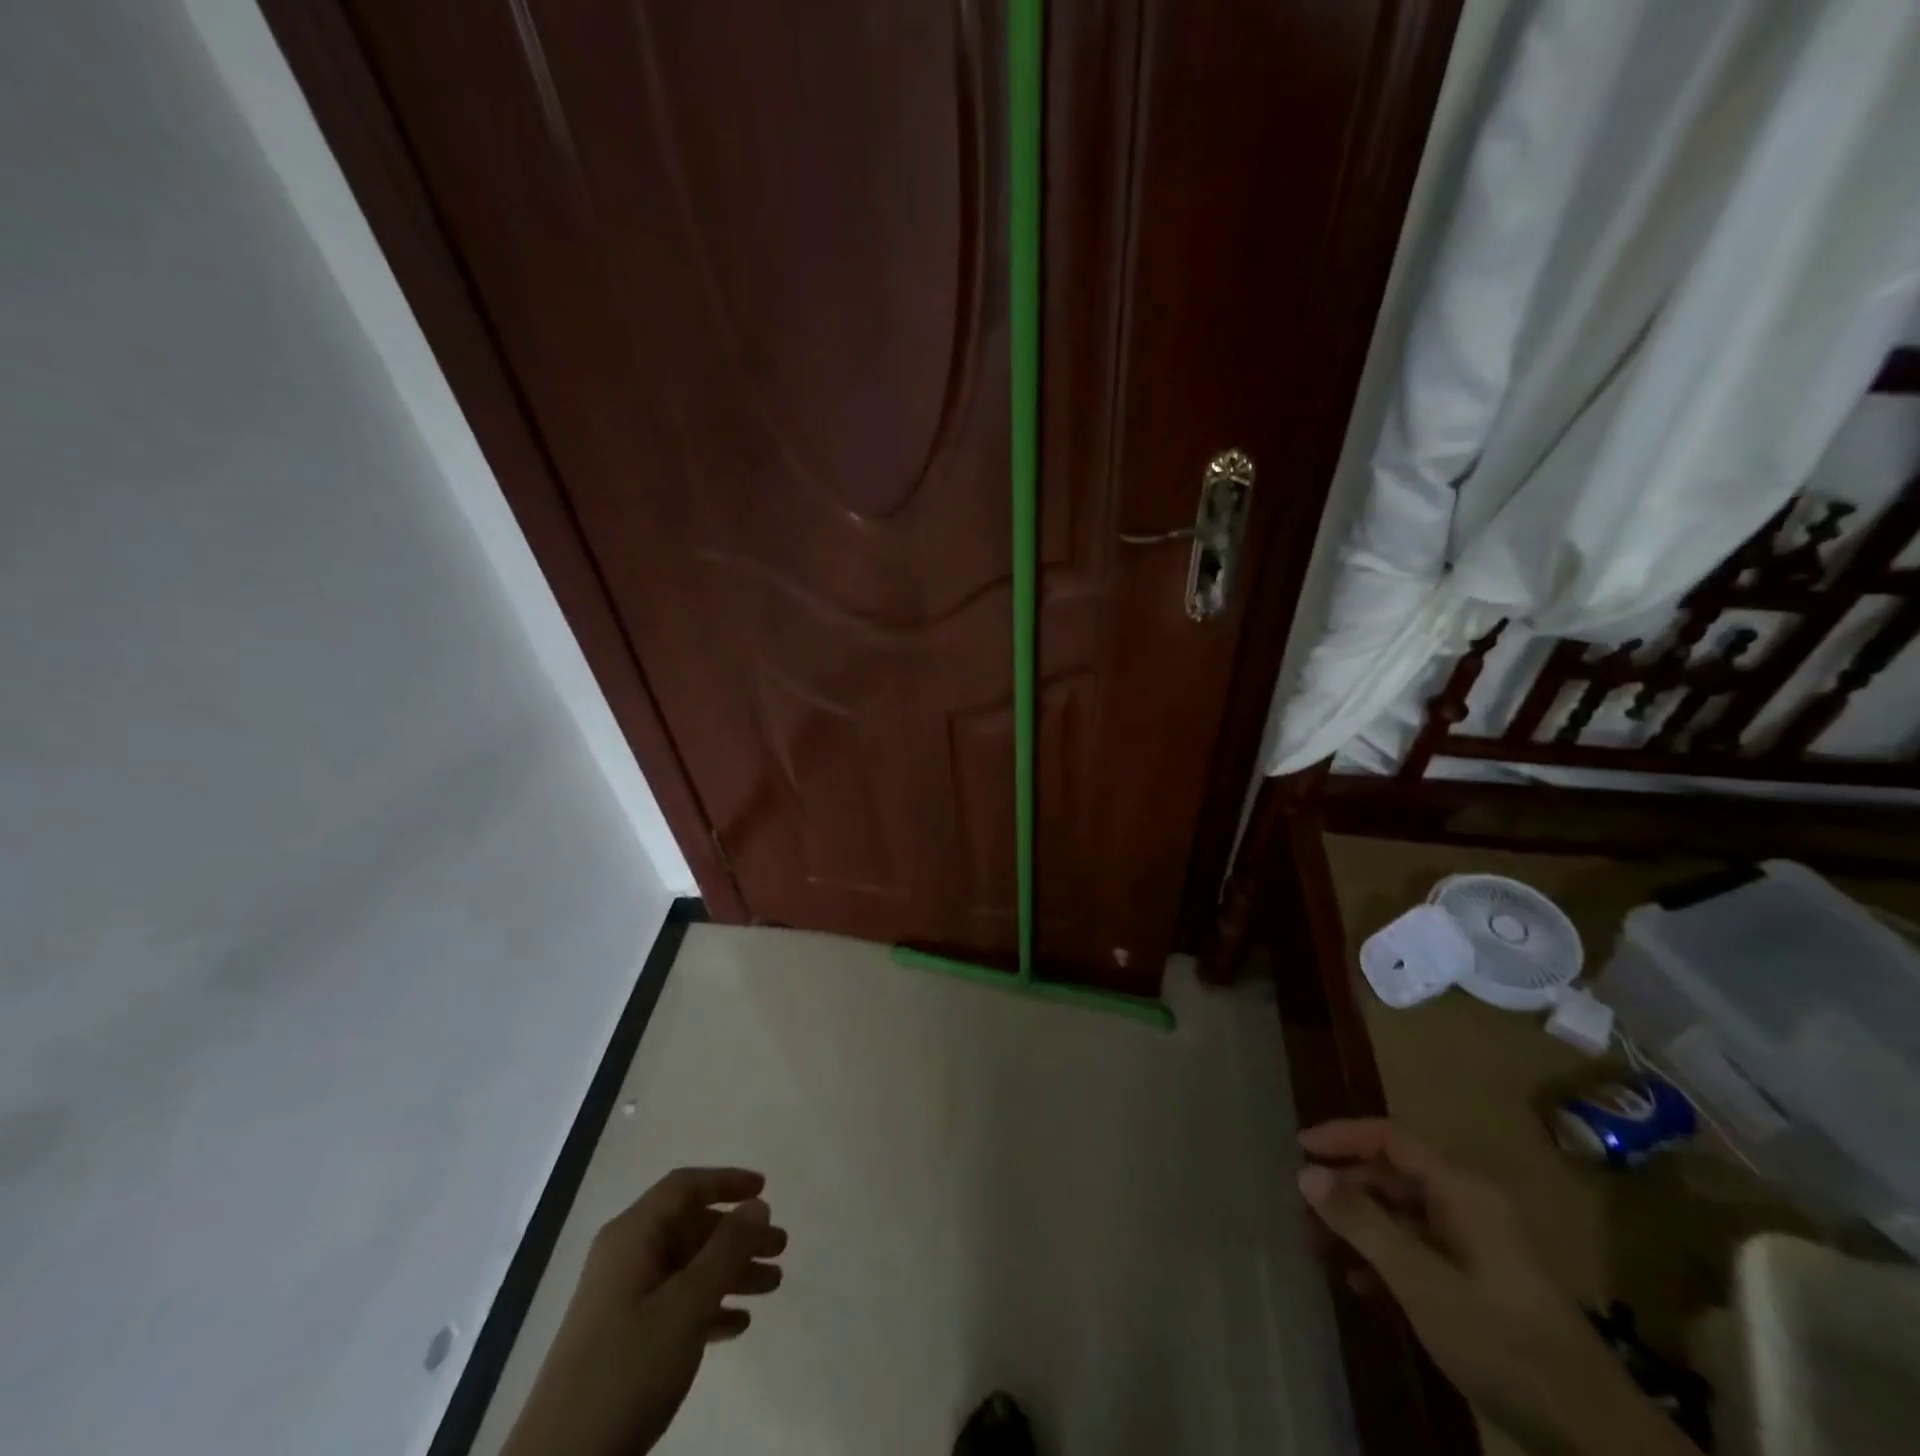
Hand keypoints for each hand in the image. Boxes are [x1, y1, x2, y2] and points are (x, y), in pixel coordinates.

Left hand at [501, 1167, 786, 1455]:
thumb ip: (726, 1250)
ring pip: (687, 1268)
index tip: (765, 1189)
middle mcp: (625, 1259)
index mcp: (631, 1237)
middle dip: (737, 1235)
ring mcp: (622, 1302)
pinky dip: (709, 1307)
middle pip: (690, 1228)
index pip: (684, 1188)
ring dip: (730, 1272)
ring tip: (773, 1285)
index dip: (725, 1181)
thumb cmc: (626, 1369)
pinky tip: (738, 1325)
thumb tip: (757, 1204)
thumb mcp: (685, 1305)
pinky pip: (676, 1306)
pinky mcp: (622, 1342)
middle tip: (780, 1248)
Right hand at [1298, 1120, 1693, 1455]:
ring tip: (1318, 1245)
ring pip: (1401, 1213)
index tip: (1298, 1149)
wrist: (1592, 1435)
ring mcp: (1475, 1243)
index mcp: (1461, 1189)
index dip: (1341, 1136)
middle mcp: (1468, 1203)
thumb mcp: (1421, 1281)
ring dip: (1358, 1224)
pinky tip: (1360, 1284)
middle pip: (1392, 1174)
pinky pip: (1418, 1247)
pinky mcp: (1478, 1281)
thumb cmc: (1500, 1340)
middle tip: (1301, 1209)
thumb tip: (1305, 1172)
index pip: (1389, 1137)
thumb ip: (1362, 1222)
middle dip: (1344, 1186)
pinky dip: (1384, 1256)